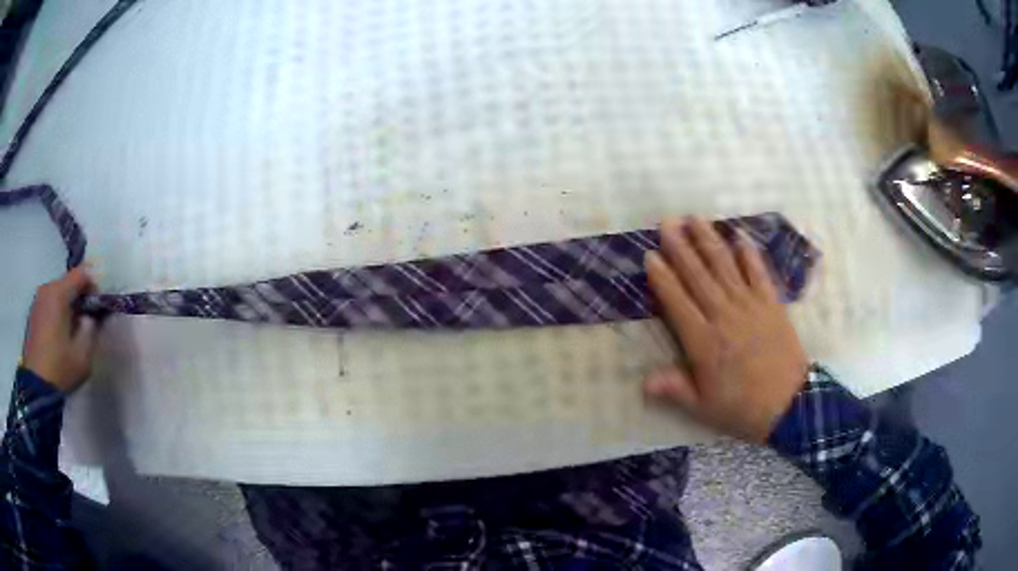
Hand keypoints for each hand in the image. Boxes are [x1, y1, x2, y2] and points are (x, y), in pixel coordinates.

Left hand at [22, 266, 99, 392]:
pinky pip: (49, 304)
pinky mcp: (33, 313)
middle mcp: (47, 288)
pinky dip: (57, 312)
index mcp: (59, 292)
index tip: (99, 305)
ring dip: (67, 305)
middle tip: (87, 320)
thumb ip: (90, 327)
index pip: (82, 273)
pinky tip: (59, 335)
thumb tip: (90, 315)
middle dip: (79, 297)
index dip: (94, 284)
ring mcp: (37, 300)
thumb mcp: (83, 354)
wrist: (36, 388)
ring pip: (57, 293)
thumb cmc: (60, 369)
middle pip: (68, 283)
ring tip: (72, 330)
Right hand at [643, 218, 808, 442]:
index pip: (677, 302)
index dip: (663, 277)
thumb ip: (676, 389)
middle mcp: (724, 316)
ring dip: (709, 240)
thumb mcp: (704, 407)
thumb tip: (643, 382)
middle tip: (667, 222)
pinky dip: (749, 253)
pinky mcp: (772, 303)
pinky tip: (739, 235)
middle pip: (698, 276)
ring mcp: (750, 306)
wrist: (791, 404)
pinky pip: (759, 272)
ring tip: (695, 218)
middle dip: (681, 247)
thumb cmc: (743, 408)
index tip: (651, 255)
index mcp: (703, 342)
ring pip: (725, 267)